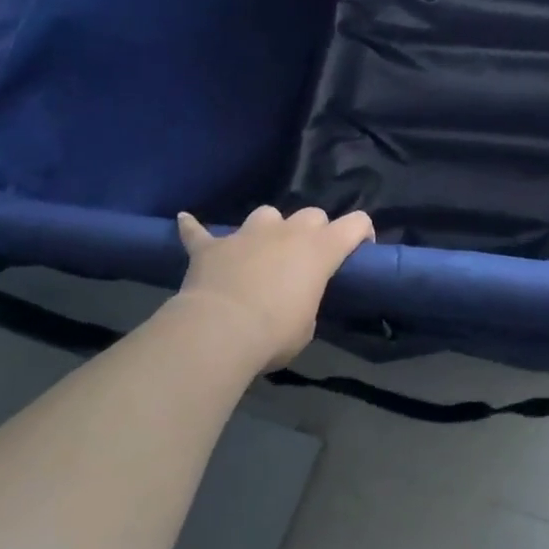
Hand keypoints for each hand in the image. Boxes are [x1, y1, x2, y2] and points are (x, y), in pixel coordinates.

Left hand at [175, 205, 373, 372]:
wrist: (219, 331)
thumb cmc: (274, 334)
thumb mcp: (306, 326)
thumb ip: (305, 302)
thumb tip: (293, 301)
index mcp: (320, 250)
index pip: (356, 223)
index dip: (362, 232)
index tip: (361, 248)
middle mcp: (288, 232)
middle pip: (312, 214)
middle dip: (314, 231)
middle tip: (307, 258)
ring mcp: (248, 234)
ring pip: (266, 214)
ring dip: (268, 229)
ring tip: (261, 249)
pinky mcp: (212, 246)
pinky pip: (199, 232)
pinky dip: (194, 228)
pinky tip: (185, 221)